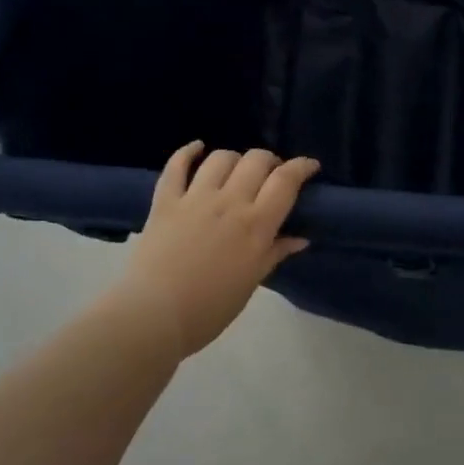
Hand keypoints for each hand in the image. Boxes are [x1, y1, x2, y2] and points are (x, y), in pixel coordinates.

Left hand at [112, 141, 320, 360]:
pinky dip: (187, 152)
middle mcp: (229, 202)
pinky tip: (196, 148)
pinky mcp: (165, 201)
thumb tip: (300, 238)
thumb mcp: (251, 282)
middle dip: (270, 161)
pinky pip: (176, 166)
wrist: (153, 316)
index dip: (302, 166)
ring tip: (236, 170)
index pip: (286, 181)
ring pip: (221, 158)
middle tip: (271, 175)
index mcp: (256, 225)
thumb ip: (275, 253)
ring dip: (235, 159)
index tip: (310, 166)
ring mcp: (195, 198)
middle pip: (256, 160)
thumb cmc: (209, 309)